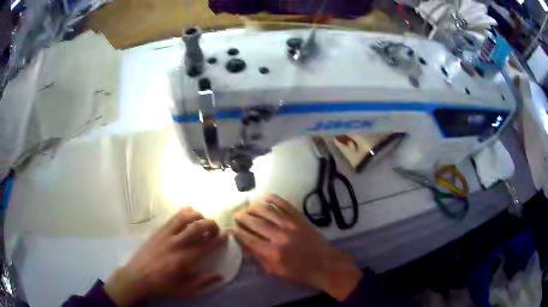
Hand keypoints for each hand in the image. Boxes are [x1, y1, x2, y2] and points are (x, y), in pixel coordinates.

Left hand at [104, 207, 227, 305]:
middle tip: (215, 229)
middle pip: (198, 226)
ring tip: (202, 222)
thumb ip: (204, 282)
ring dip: (199, 216)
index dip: (220, 238)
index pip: (207, 244)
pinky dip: (185, 213)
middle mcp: (177, 243)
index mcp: (185, 259)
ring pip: (186, 216)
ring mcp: (167, 234)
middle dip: (211, 224)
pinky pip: (174, 216)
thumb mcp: (186, 290)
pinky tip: (188, 218)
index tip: (226, 235)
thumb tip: (221, 275)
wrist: (138, 276)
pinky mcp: (159, 229)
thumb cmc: (163, 284)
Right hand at [234, 195, 361, 300]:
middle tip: (237, 215)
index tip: (232, 228)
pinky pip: (284, 205)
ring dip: (255, 207)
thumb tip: (245, 244)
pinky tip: (266, 198)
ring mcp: (291, 225)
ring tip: (249, 207)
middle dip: (243, 217)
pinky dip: (274, 199)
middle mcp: (279, 237)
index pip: (249, 239)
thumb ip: (259, 257)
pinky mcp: (300, 219)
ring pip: (268, 211)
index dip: (238, 233)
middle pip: (256, 223)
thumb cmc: (299, 273)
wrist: (325, 265)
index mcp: (272, 253)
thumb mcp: (276, 271)